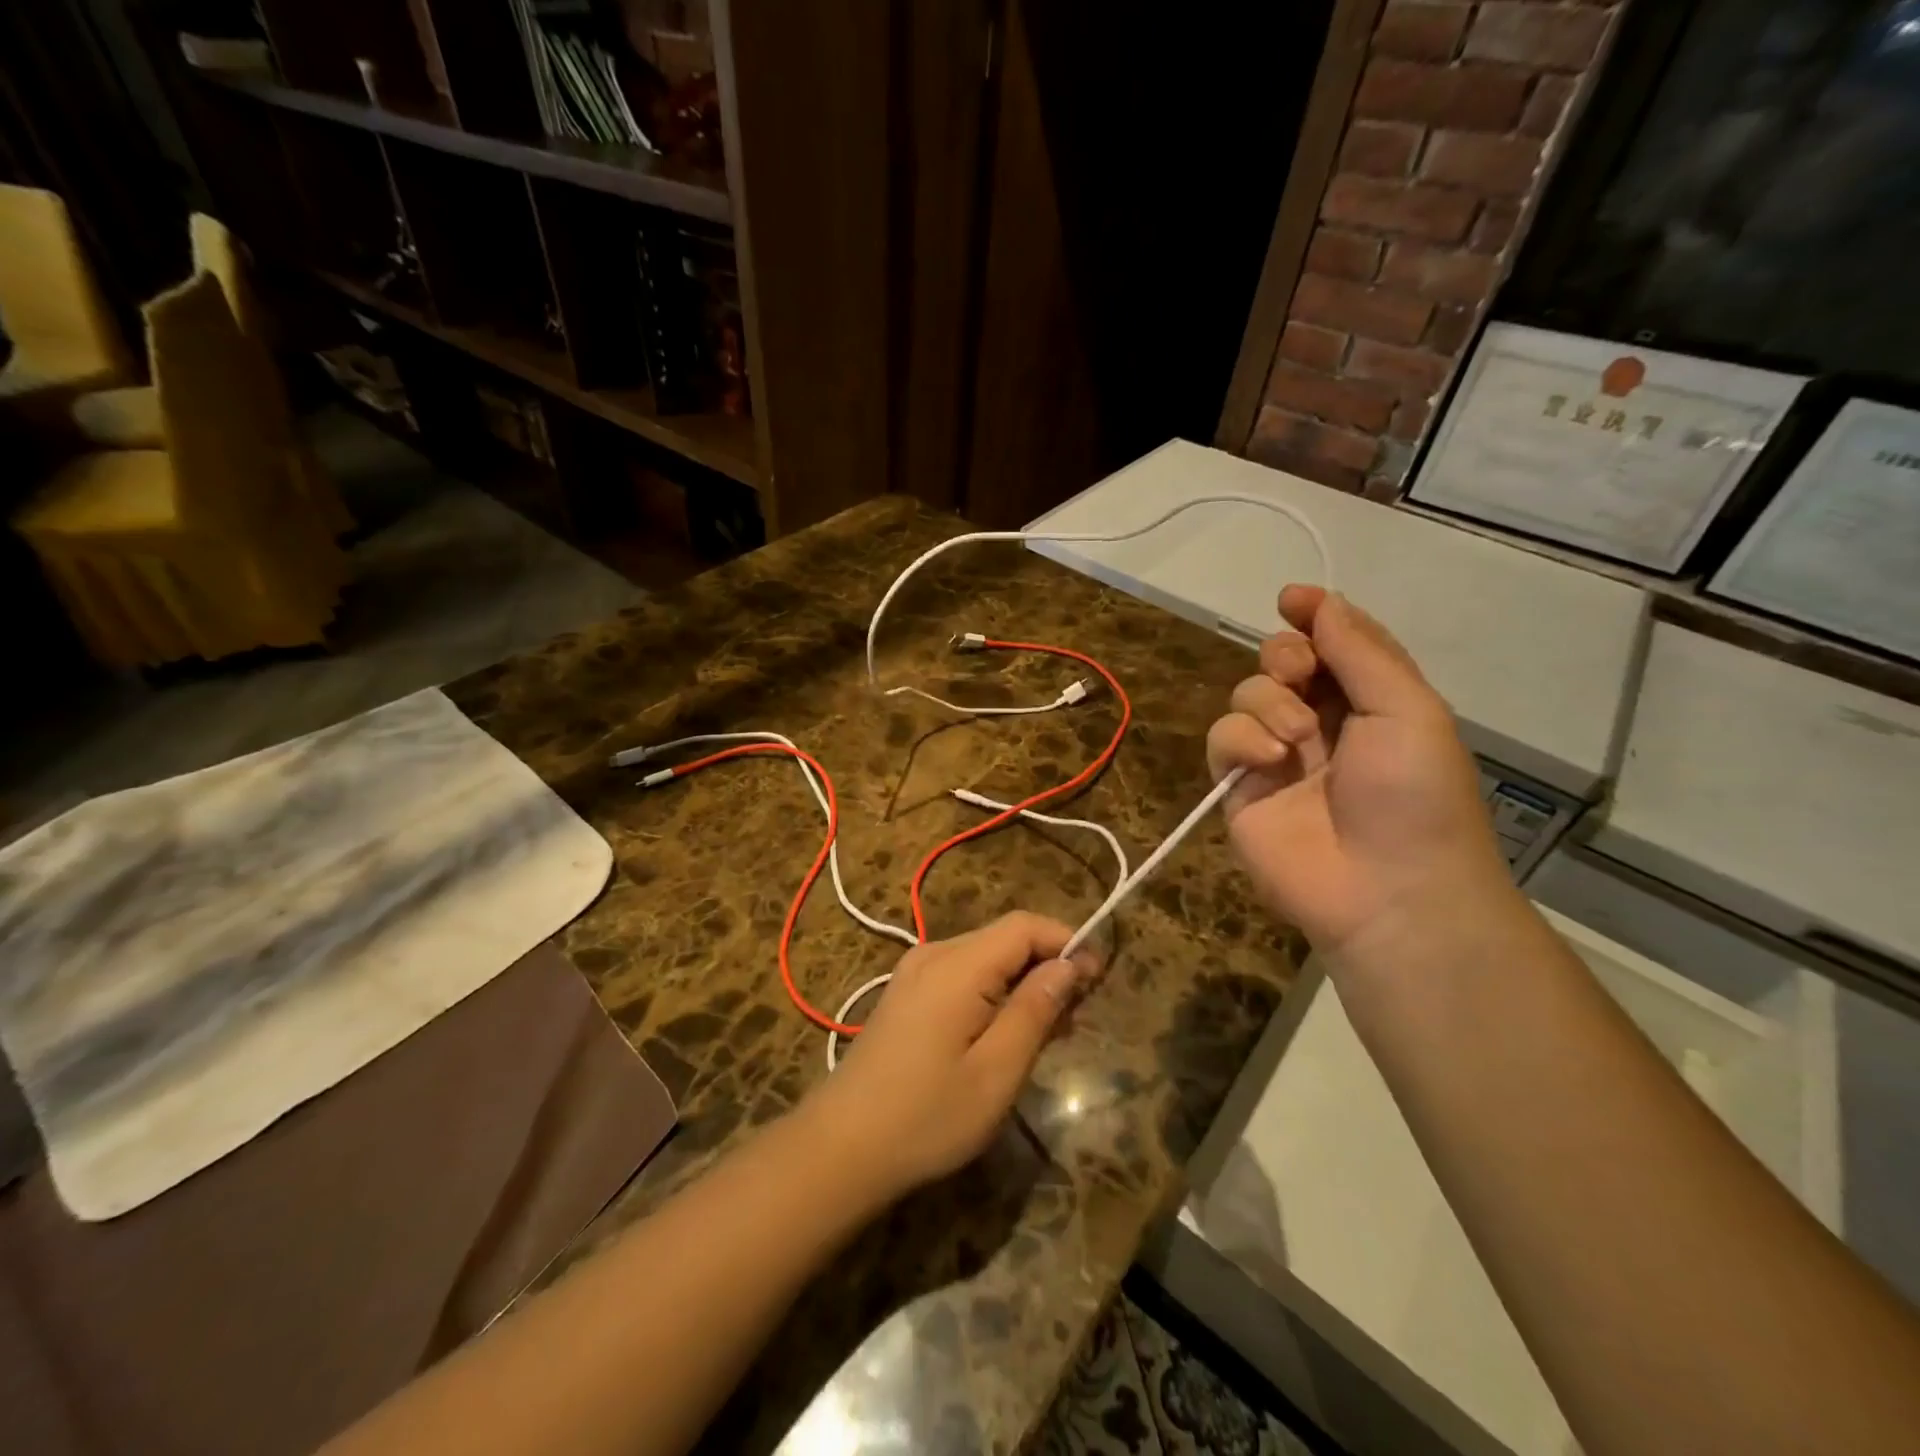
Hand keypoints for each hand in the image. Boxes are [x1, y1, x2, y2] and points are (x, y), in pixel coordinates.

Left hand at [800, 913, 1094, 1196]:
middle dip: (1048, 965)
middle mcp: (934, 955)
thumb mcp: (997, 1070)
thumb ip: (1035, 1010)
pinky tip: (1007, 1034)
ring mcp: (915, 973)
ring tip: (1051, 1032)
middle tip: (1078, 1018)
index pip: (1025, 925)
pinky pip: (962, 976)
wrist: (840, 1147)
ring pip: (985, 958)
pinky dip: (994, 993)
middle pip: (1005, 938)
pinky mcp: (906, 995)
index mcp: (958, 965)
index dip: (1067, 941)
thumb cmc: (927, 1115)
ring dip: (1023, 982)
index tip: (1099, 979)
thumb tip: (1069, 965)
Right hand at [1206, 586, 1513, 968]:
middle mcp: (1321, 722)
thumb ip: (1360, 651)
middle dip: (1284, 655)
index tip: (1291, 599)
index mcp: (1371, 702)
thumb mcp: (1406, 709)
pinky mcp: (1239, 786)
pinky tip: (1269, 759)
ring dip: (1268, 702)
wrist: (1388, 890)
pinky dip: (1241, 739)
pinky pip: (1222, 738)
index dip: (1313, 616)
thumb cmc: (1414, 794)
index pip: (1334, 644)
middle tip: (1300, 674)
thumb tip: (1319, 601)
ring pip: (1246, 694)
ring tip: (1297, 738)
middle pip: (1280, 661)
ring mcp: (1276, 755)